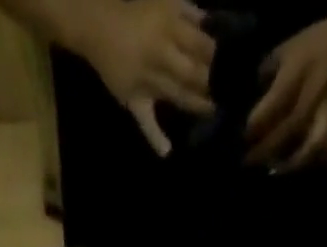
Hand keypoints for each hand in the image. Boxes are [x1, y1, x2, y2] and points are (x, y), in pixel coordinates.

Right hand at [80, 0, 216, 157]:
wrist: (95, 25)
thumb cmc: (134, 12)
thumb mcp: (164, 0)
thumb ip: (188, 12)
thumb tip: (212, 24)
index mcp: (167, 26)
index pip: (200, 44)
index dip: (216, 56)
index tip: (231, 63)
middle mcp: (159, 54)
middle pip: (192, 73)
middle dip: (210, 82)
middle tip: (226, 91)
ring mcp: (146, 80)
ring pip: (177, 96)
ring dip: (196, 105)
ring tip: (213, 111)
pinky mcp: (133, 99)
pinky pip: (144, 120)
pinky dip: (155, 136)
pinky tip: (166, 152)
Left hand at [245, 0, 326, 170]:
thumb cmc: (315, 45)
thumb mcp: (286, 50)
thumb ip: (266, 74)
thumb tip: (248, 99)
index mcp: (296, 75)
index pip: (270, 109)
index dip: (253, 128)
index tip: (240, 140)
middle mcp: (312, 98)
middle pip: (285, 133)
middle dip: (264, 152)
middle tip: (248, 163)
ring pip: (307, 150)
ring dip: (289, 165)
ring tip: (273, 172)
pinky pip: (326, 154)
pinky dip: (312, 165)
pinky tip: (300, 170)